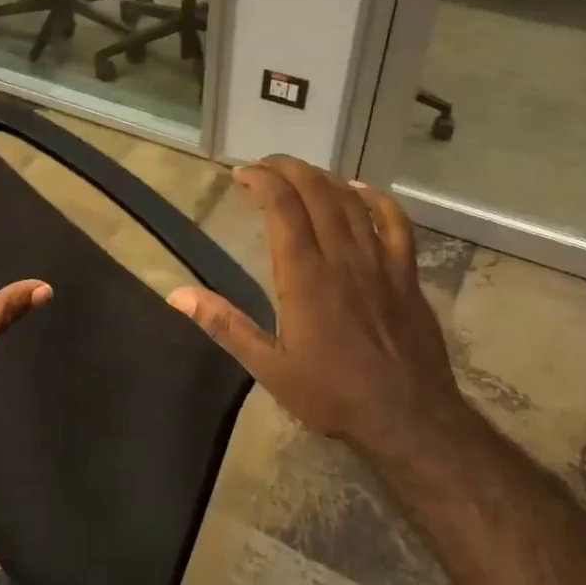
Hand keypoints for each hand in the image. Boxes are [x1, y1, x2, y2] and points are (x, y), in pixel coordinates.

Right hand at [166, 156, 463, 457]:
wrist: (408, 418)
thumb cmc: (332, 395)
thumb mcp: (268, 367)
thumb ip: (225, 324)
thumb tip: (177, 294)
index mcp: (304, 276)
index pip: (282, 206)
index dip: (261, 180)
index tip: (241, 173)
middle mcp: (342, 257)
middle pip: (316, 191)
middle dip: (288, 168)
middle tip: (264, 166)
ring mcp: (380, 262)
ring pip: (351, 200)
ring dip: (323, 178)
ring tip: (299, 174)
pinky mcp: (406, 273)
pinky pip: (395, 221)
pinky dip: (375, 198)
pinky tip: (359, 191)